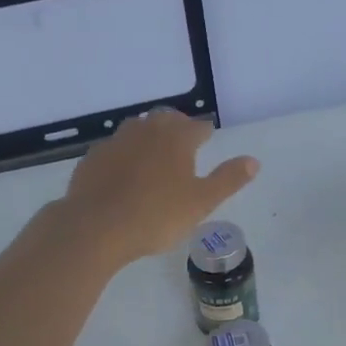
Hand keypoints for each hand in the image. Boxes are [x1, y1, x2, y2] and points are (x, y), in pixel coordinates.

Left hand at [60, 109, 258, 268]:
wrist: (96, 227)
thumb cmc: (156, 215)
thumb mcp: (201, 202)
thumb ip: (228, 179)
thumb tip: (253, 161)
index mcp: (176, 138)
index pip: (197, 127)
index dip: (204, 133)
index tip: (207, 139)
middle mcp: (146, 131)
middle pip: (165, 119)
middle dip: (177, 126)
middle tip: (183, 142)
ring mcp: (116, 142)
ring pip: (137, 128)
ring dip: (149, 136)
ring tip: (154, 154)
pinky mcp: (93, 158)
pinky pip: (114, 148)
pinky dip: (124, 154)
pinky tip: (124, 172)